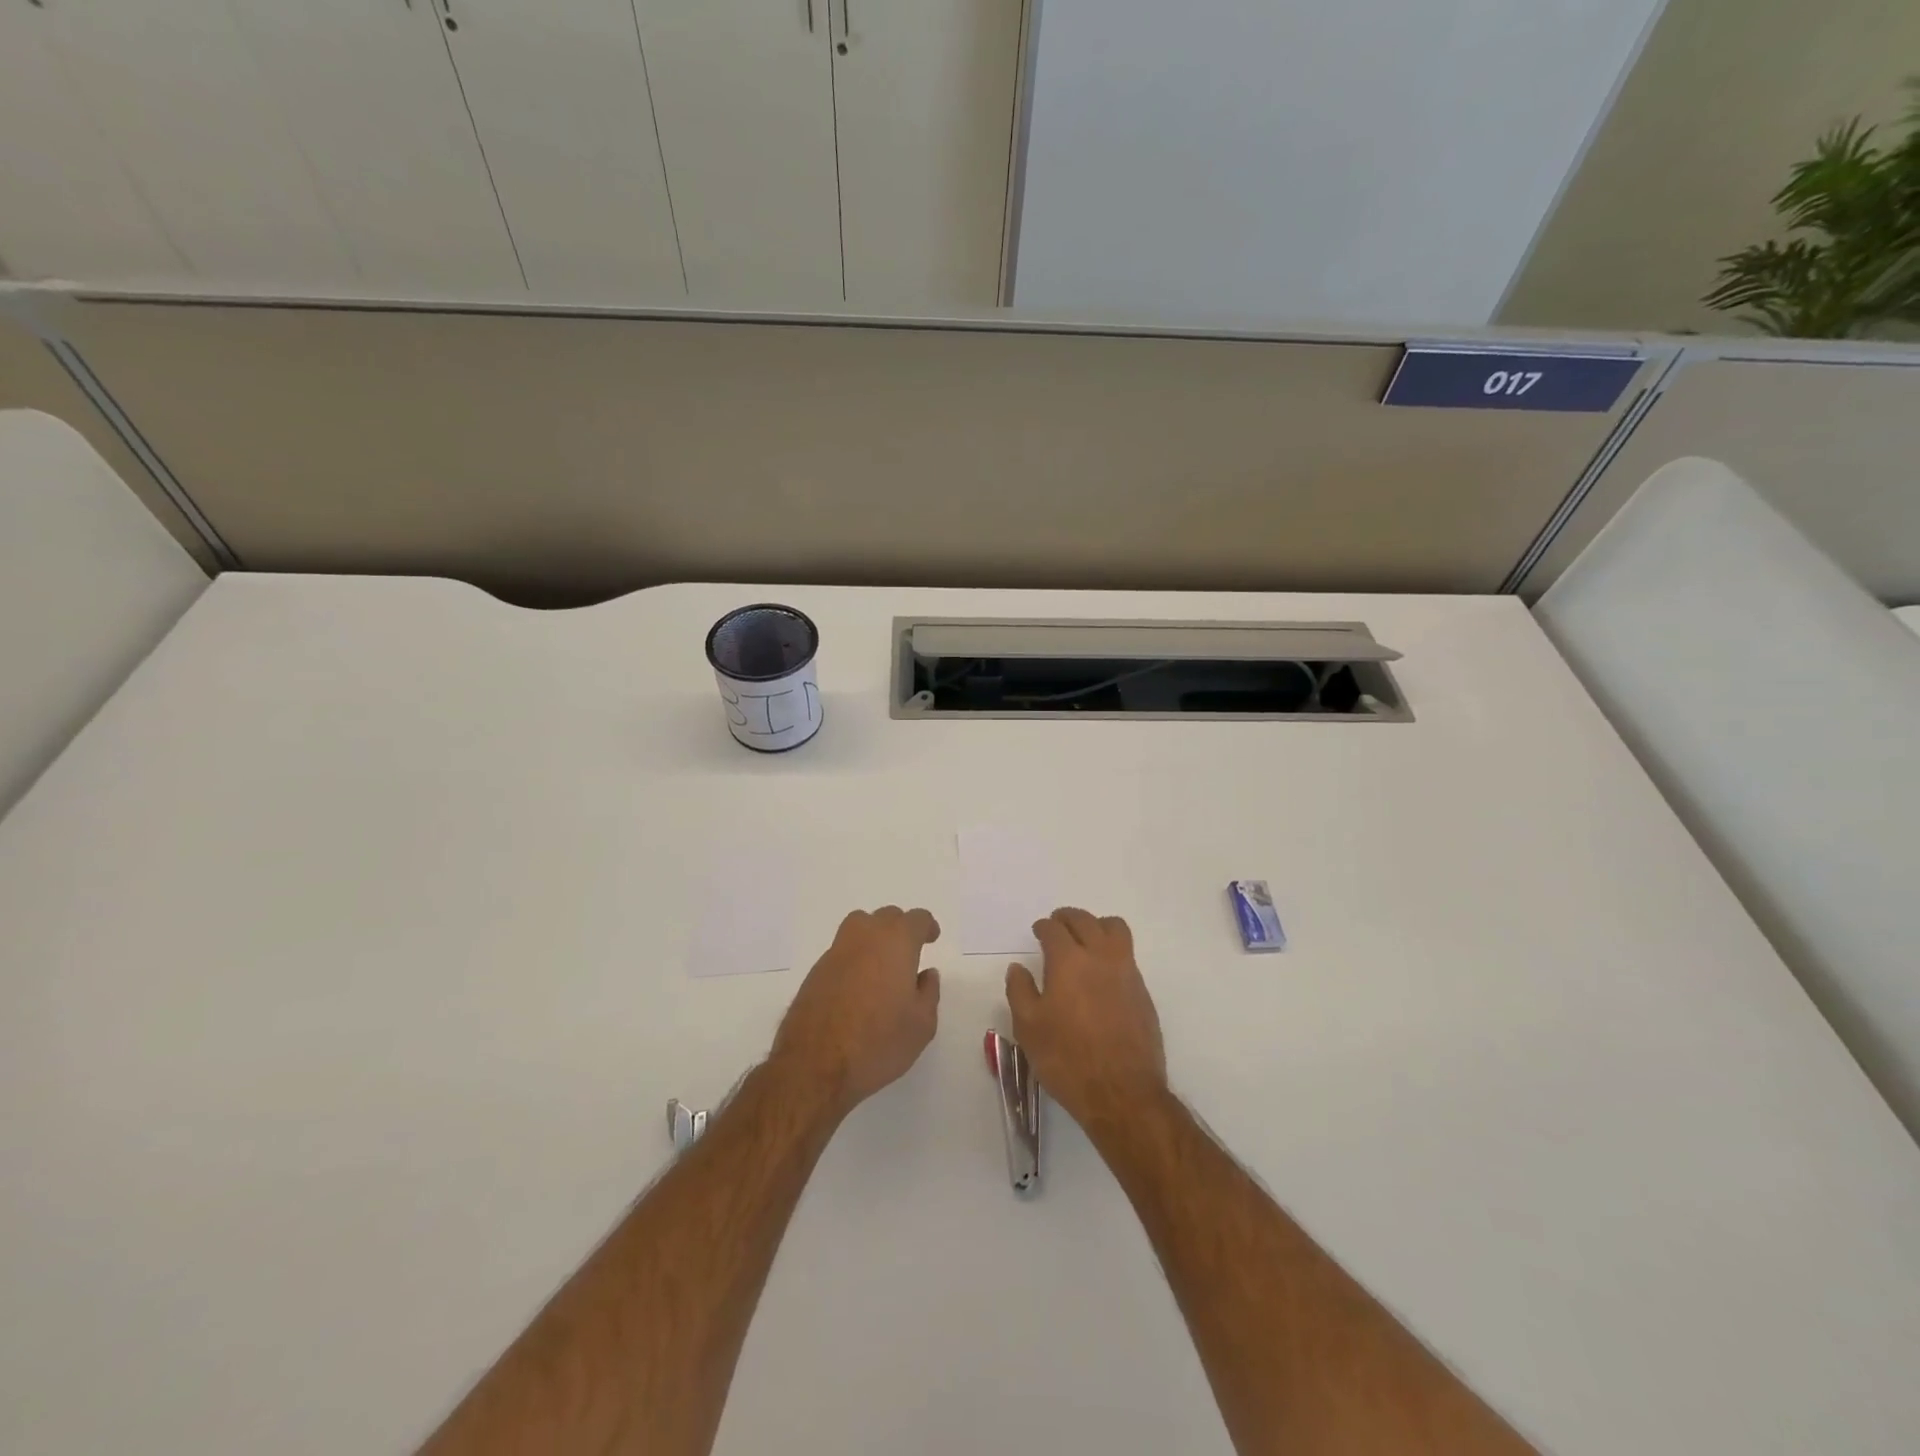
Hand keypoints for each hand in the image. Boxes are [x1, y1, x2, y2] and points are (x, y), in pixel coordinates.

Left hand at [771, 906, 941, 1117]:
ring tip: (881, 964)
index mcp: (896, 942)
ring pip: (859, 927)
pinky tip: (857, 987)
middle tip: (909, 952)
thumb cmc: (878, 1042)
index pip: (915, 919)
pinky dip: (854, 959)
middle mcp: (864, 937)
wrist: (815, 1064)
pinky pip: (841, 952)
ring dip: (873, 937)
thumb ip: (928, 993)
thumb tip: (925, 974)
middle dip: (900, 929)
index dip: (926, 926)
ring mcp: (835, 952)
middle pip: (886, 917)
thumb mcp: (921, 1025)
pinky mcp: (815, 972)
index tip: (931, 937)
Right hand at [1006, 908, 1167, 1130]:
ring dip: (1096, 926)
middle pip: (1085, 921)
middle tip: (1057, 925)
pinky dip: (1112, 950)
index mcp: (1069, 961)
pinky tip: (1101, 972)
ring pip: (1114, 929)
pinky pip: (1127, 955)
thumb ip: (1020, 991)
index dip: (1044, 927)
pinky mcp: (1142, 992)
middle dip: (1068, 918)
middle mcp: (1100, 957)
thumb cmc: (1067, 1059)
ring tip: (1085, 938)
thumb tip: (1018, 968)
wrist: (1122, 1093)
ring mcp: (1127, 972)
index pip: (1054, 930)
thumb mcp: (1029, 1028)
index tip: (1038, 932)